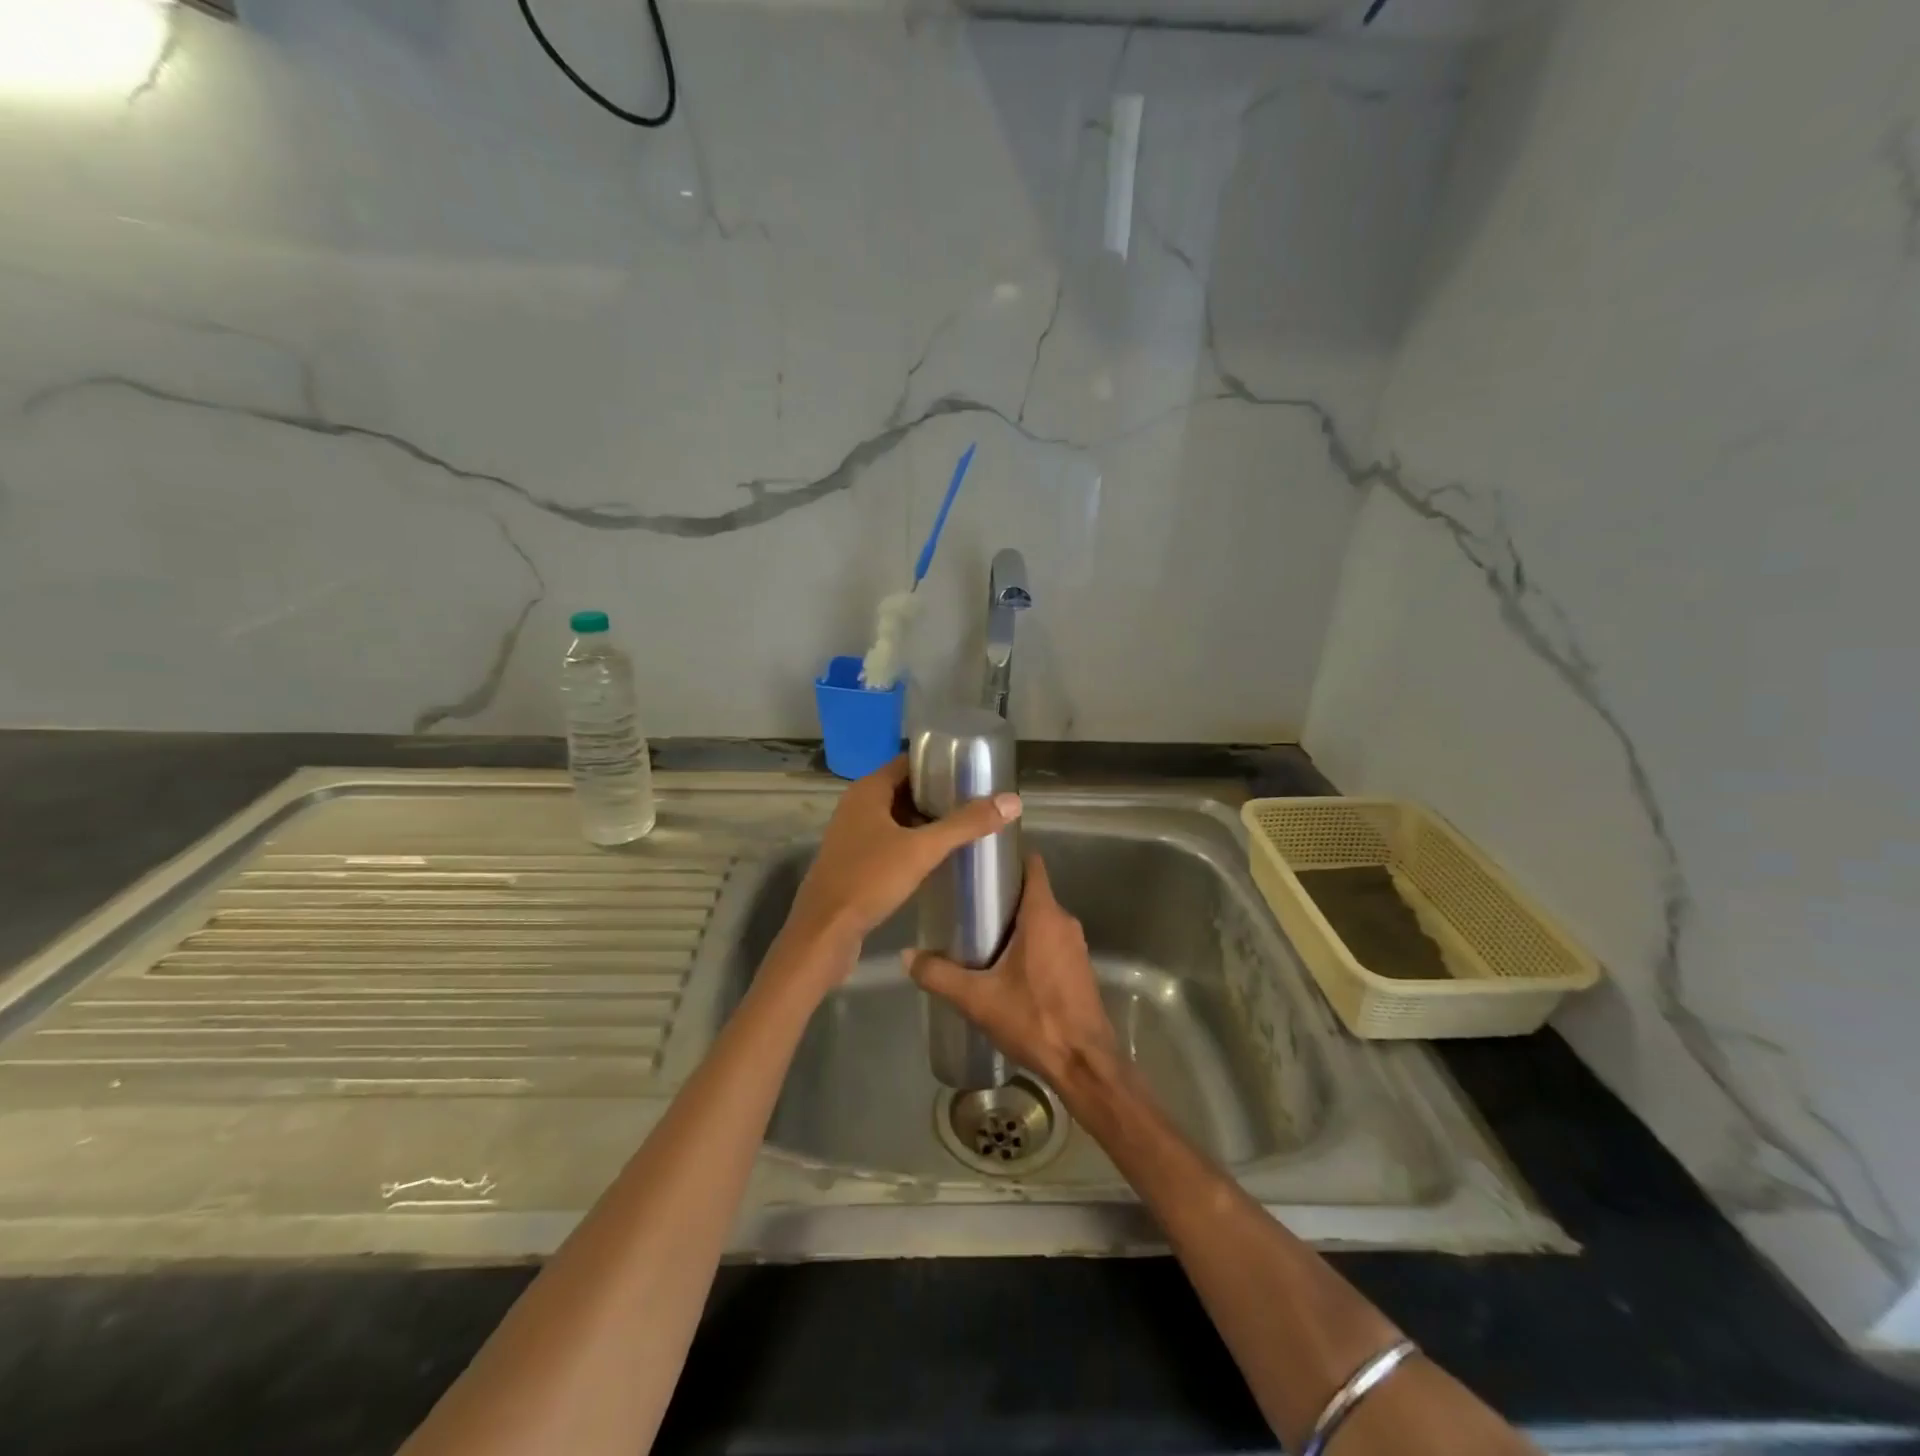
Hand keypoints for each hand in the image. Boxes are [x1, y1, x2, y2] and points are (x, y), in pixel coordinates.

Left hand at [786, 756, 1020, 956]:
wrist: (824, 933)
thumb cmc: (869, 880)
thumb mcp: (922, 849)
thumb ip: (966, 824)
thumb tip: (1012, 801)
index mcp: (868, 791)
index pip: (908, 763)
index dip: (939, 765)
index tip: (973, 773)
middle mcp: (857, 806)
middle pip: (905, 790)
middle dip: (939, 795)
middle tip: (977, 802)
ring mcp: (853, 835)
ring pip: (898, 818)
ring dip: (927, 821)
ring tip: (966, 827)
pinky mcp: (855, 861)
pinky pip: (890, 841)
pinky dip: (913, 843)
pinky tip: (939, 857)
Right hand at [904, 854, 1116, 1089]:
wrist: (1084, 1063)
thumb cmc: (1033, 1018)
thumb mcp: (977, 998)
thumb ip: (938, 975)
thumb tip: (905, 956)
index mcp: (1043, 915)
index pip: (1032, 865)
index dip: (1009, 857)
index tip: (981, 864)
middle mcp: (1064, 921)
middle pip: (1033, 892)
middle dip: (1003, 895)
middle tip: (968, 904)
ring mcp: (1076, 945)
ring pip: (1042, 918)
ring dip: (1016, 922)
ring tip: (981, 934)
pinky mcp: (1079, 967)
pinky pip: (1052, 940)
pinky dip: (1031, 942)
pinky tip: (1007, 965)